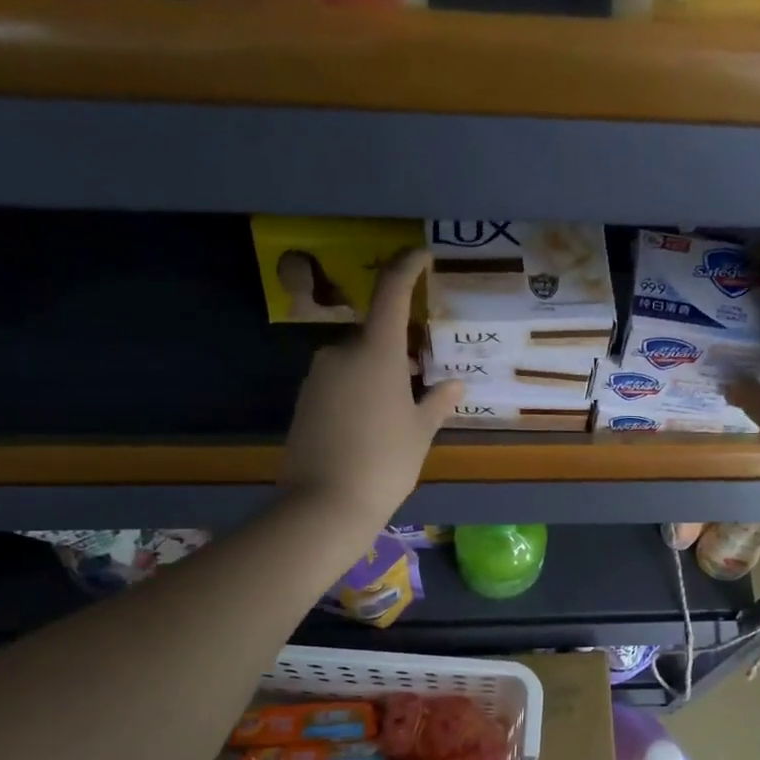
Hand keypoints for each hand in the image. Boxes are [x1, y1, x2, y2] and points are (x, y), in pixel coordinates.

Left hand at [281, 250, 461, 529]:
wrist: (323, 505)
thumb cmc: (385, 461)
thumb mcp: (420, 432)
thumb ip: (437, 401)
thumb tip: (455, 385)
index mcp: (376, 351)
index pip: (392, 293)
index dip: (407, 267)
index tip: (422, 255)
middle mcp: (341, 353)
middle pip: (375, 334)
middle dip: (400, 347)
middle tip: (424, 374)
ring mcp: (318, 377)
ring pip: (356, 361)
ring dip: (379, 372)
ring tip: (401, 408)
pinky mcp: (304, 401)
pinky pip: (339, 382)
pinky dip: (359, 390)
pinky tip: (372, 424)